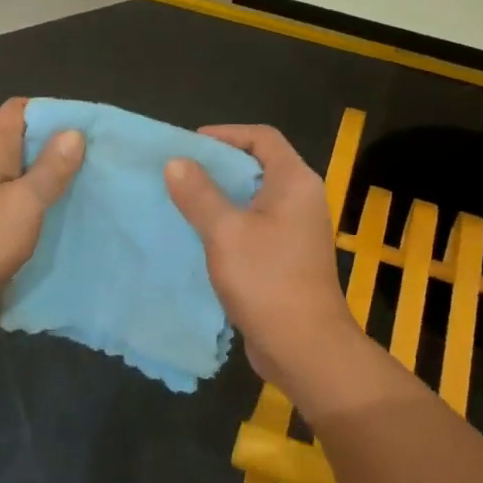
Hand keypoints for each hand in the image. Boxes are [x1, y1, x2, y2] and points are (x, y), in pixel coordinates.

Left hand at [0, 98, 83, 337]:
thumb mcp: (25, 203)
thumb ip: (51, 168)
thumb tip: (74, 132)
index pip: (19, 109)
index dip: (51, 111)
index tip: (82, 128)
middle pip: (21, 140)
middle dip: (55, 148)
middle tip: (92, 160)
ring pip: (17, 172)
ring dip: (45, 178)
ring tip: (81, 187)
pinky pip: (10, 199)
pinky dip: (32, 203)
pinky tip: (54, 217)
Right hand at [164, 125, 364, 401]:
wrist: (306, 348)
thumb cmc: (268, 281)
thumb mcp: (225, 232)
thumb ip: (199, 194)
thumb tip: (176, 162)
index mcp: (295, 181)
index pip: (262, 137)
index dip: (226, 134)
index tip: (190, 145)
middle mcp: (301, 198)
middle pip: (258, 164)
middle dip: (218, 165)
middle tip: (180, 172)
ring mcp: (297, 229)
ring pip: (254, 197)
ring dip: (221, 196)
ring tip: (183, 200)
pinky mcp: (287, 256)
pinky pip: (255, 225)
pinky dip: (229, 222)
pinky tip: (201, 235)